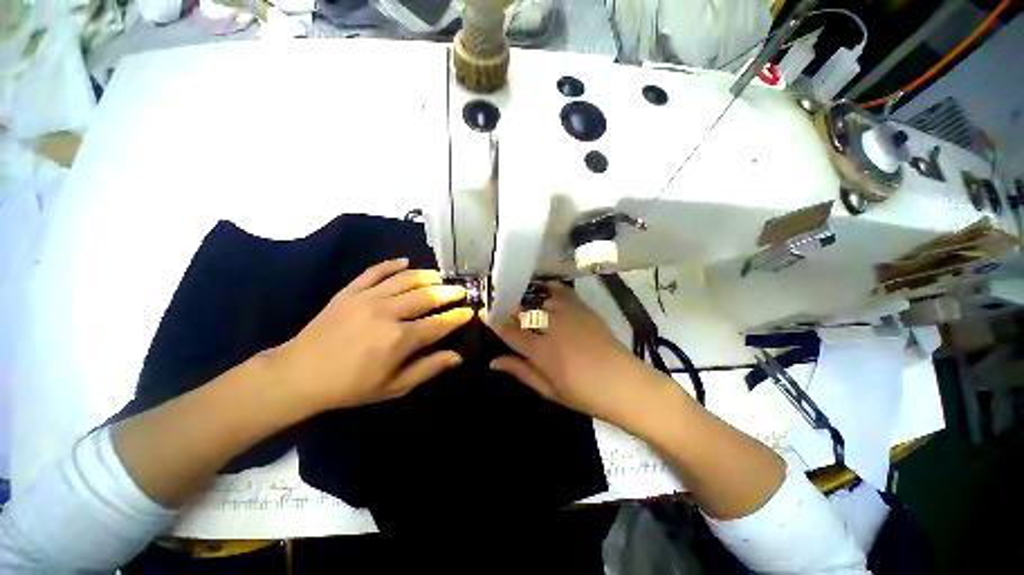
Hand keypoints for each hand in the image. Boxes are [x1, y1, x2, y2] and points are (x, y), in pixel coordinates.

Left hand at [266, 258, 472, 413]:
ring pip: (405, 279)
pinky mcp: (350, 291)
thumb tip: (457, 356)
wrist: (299, 375)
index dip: (457, 317)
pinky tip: (405, 261)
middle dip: (448, 292)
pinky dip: (391, 264)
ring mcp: (367, 298)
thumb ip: (428, 369)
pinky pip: (374, 271)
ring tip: (440, 276)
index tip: (469, 311)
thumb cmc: (350, 386)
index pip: (439, 323)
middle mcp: (388, 313)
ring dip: (427, 276)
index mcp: (400, 339)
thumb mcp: (393, 387)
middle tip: (461, 290)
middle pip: (427, 296)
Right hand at [486, 283, 675, 426]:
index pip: (509, 332)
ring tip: (519, 296)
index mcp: (541, 352)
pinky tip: (545, 290)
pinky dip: (550, 289)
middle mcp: (552, 329)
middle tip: (500, 303)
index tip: (483, 312)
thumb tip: (493, 361)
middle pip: (523, 310)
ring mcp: (568, 316)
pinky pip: (562, 292)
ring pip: (539, 298)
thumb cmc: (584, 394)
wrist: (624, 384)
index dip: (494, 321)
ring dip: (526, 297)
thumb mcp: (548, 390)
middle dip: (508, 305)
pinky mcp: (583, 309)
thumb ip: (520, 371)